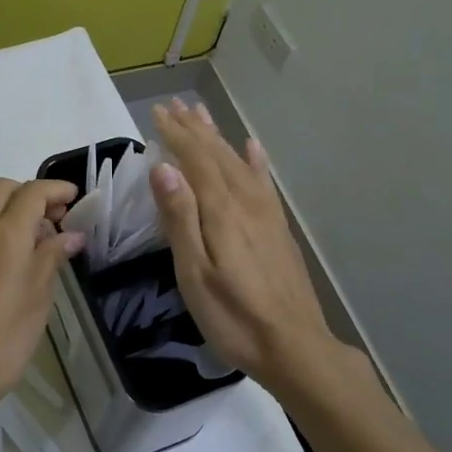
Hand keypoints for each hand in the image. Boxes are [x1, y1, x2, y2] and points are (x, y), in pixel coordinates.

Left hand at [0, 178, 83, 417]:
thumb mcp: (38, 296)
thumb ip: (53, 256)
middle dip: (33, 194)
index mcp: (4, 234)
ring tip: (44, 241)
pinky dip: (2, 228)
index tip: (76, 199)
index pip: (32, 192)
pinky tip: (20, 258)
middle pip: (4, 190)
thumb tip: (72, 235)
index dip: (56, 190)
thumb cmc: (5, 337)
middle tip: (58, 218)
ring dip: (16, 210)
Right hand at [150, 99, 335, 385]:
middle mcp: (246, 201)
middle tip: (175, 105)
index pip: (195, 160)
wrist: (294, 347)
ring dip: (217, 137)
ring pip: (238, 162)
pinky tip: (252, 148)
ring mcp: (266, 213)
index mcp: (221, 210)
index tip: (157, 113)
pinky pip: (264, 182)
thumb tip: (164, 168)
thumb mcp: (194, 272)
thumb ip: (180, 218)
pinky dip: (255, 161)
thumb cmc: (233, 316)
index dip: (176, 134)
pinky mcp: (278, 228)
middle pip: (217, 155)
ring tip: (202, 115)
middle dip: (194, 128)